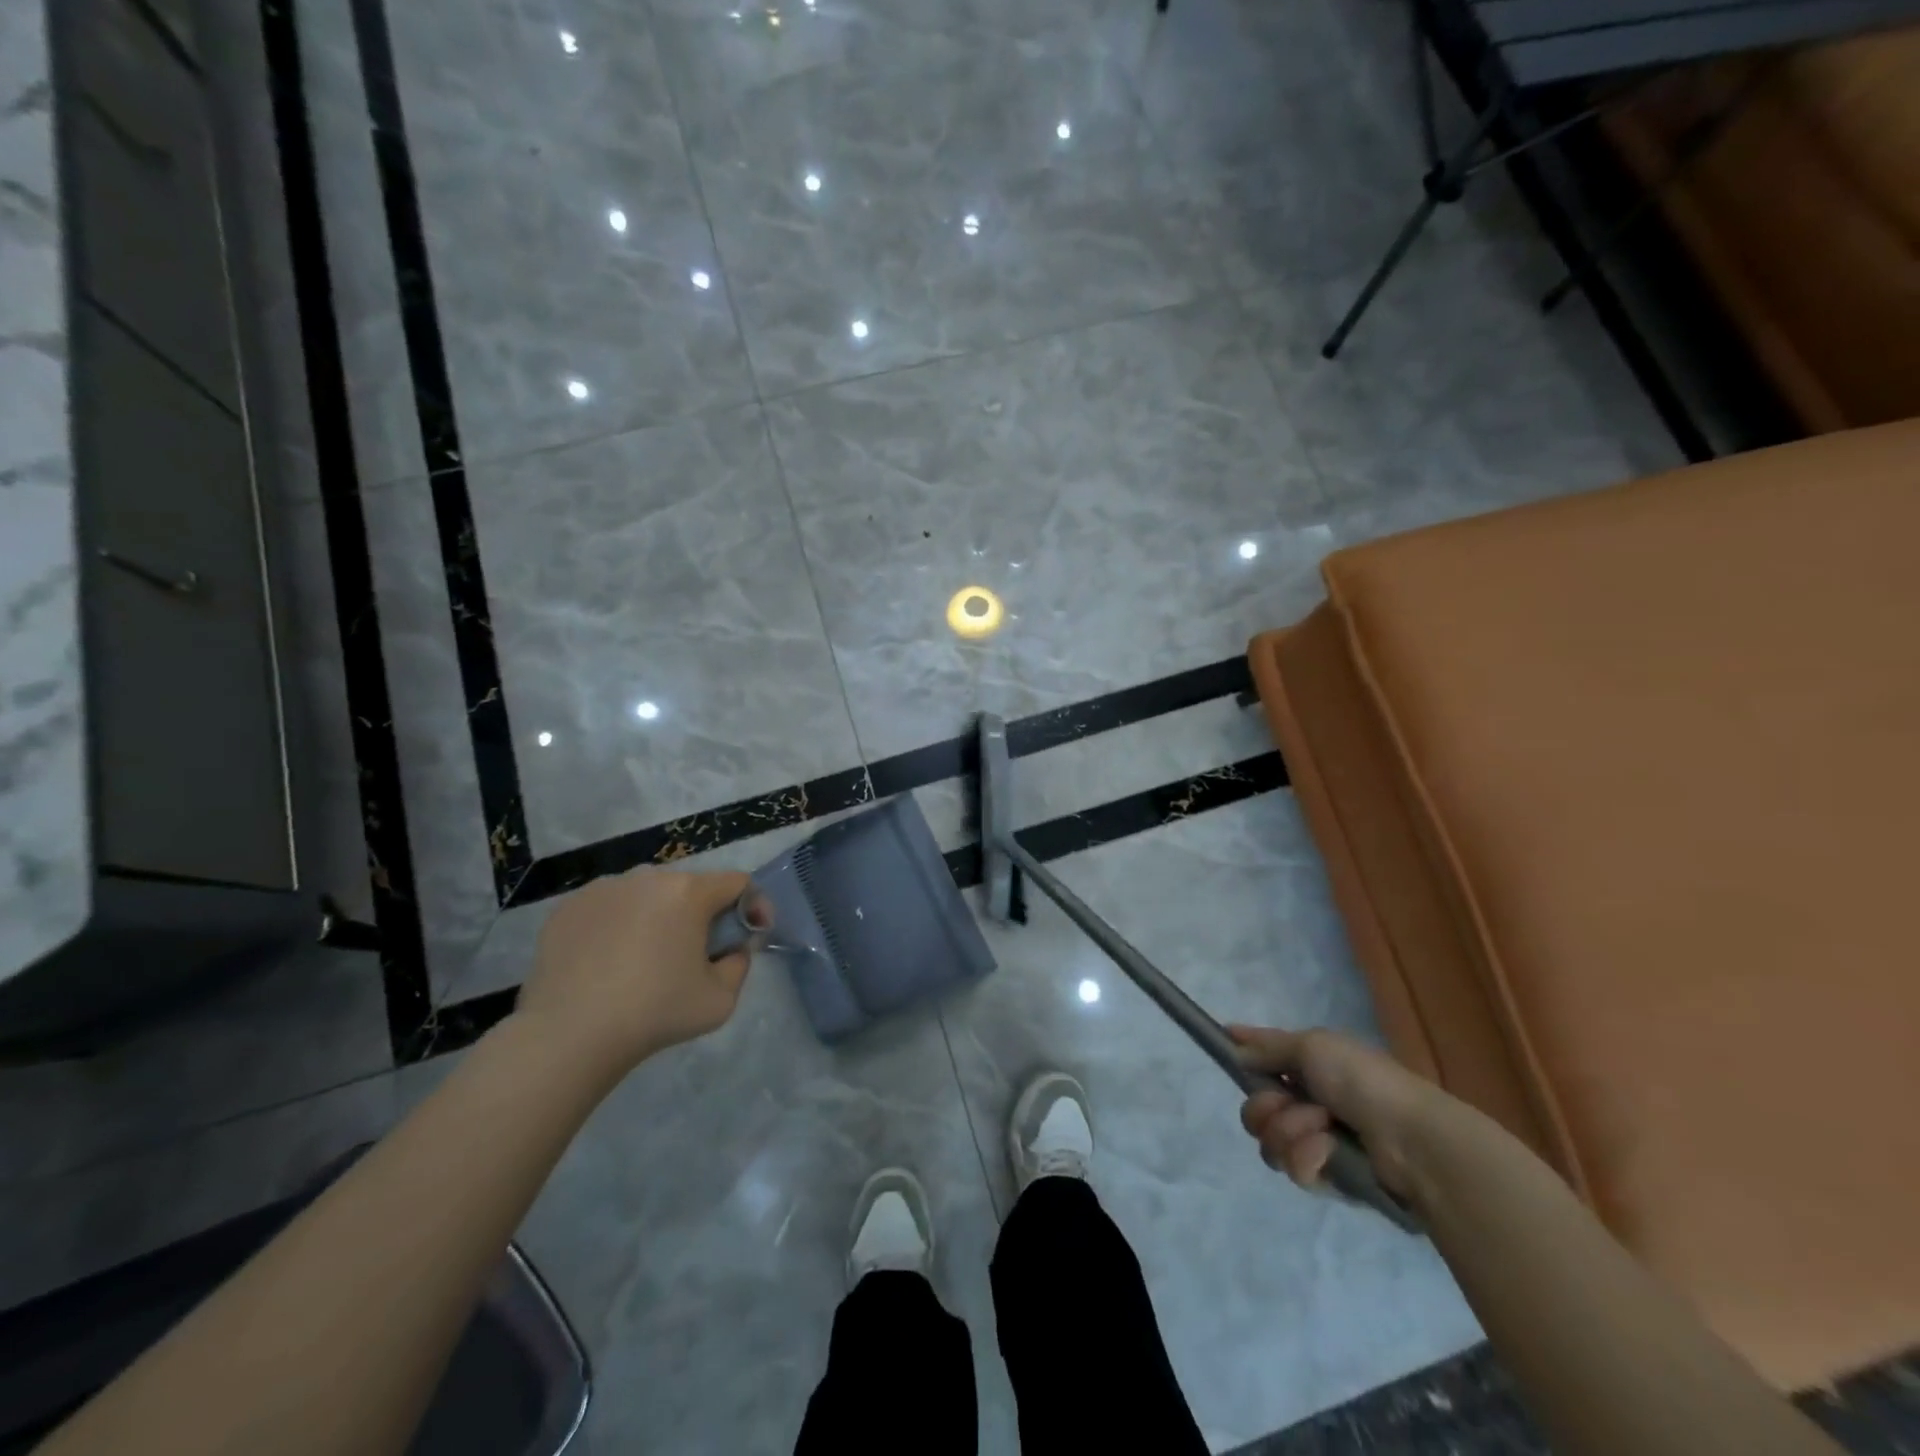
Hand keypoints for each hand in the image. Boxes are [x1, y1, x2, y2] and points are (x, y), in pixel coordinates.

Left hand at [517, 868, 755, 1076]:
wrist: (569, 1035)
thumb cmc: (655, 1013)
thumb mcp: (721, 999)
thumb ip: (740, 964)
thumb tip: (732, 948)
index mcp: (689, 892)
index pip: (737, 882)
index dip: (752, 906)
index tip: (747, 937)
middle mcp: (648, 877)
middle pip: (690, 888)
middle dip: (702, 914)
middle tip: (695, 954)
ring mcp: (604, 889)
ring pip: (647, 896)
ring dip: (659, 917)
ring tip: (646, 960)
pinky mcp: (569, 907)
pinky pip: (609, 908)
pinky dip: (618, 926)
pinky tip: (608, 963)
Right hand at [1229, 1024, 1451, 1199]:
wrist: (1412, 1140)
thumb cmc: (1363, 1081)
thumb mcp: (1313, 1046)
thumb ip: (1269, 1047)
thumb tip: (1235, 1044)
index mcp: (1311, 1067)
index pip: (1266, 1056)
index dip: (1244, 1051)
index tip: (1223, 1043)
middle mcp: (1310, 1102)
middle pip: (1256, 1108)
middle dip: (1265, 1107)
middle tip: (1287, 1103)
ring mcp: (1318, 1142)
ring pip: (1270, 1141)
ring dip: (1291, 1132)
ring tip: (1322, 1130)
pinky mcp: (1329, 1179)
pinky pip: (1295, 1169)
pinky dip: (1308, 1158)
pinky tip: (1328, 1152)